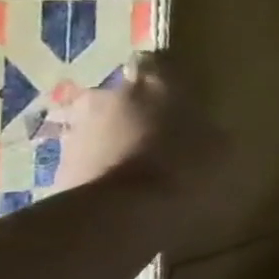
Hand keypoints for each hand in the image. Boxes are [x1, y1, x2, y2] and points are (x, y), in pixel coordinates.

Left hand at [53, 51, 231, 230]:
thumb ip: (210, 131)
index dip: (166, 80)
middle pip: (123, 96)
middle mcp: (109, 94)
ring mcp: (77, 129)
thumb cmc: (182, 169)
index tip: (178, 98)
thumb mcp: (220, 149)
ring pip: (100, 126)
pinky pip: (86, 160)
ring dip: (114, 140)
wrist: (118, 216)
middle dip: (136, 112)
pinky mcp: (58, 165)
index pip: (155, 63)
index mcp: (154, 82)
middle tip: (158, 136)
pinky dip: (100, 169)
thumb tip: (209, 131)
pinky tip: (120, 192)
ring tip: (137, 168)